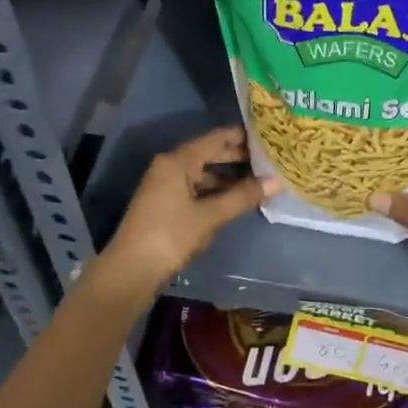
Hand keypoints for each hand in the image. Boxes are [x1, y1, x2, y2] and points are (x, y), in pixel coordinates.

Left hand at [100, 126, 279, 291]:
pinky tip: (234, 201)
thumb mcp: (211, 215)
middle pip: (208, 154)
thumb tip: (276, 182)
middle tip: (269, 160)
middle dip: (237, 158)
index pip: (216, 138)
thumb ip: (243, 196)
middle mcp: (169, 166)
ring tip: (257, 183)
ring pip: (202, 173)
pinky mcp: (164, 203)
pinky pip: (195, 188)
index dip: (242, 137)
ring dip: (228, 178)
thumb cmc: (171, 235)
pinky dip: (214, 191)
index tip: (268, 136)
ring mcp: (165, 185)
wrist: (131, 270)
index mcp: (178, 160)